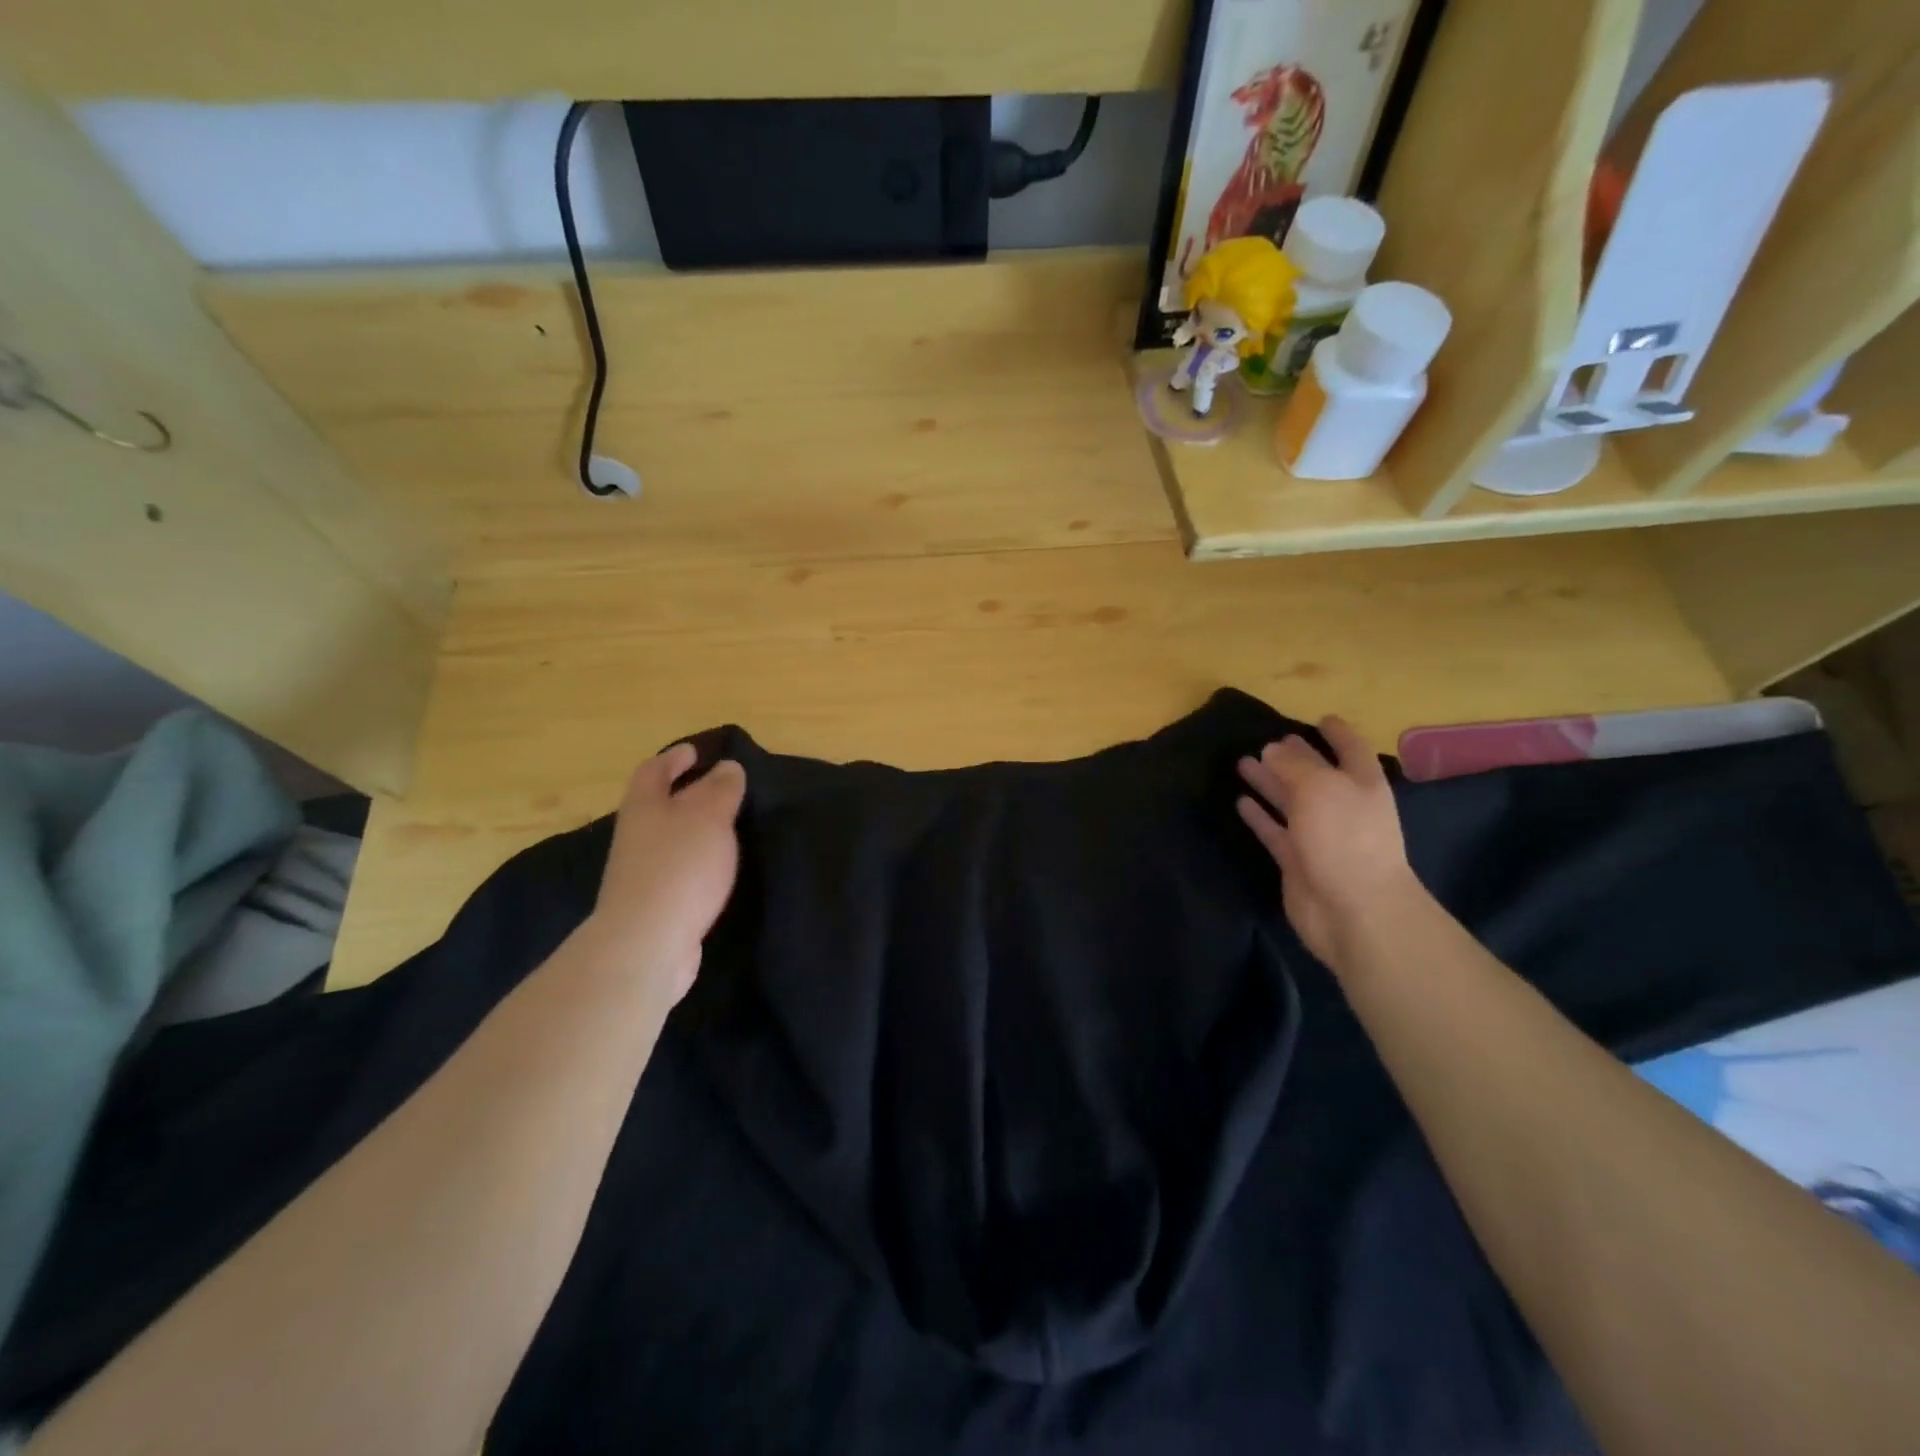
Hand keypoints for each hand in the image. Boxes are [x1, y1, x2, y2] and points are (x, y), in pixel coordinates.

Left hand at [587, 743, 745, 1004]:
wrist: (646, 943)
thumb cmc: (679, 868)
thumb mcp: (709, 817)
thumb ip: (720, 790)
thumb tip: (727, 767)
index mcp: (644, 806)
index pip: (654, 771)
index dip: (674, 758)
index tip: (695, 751)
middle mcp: (636, 835)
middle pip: (656, 804)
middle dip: (683, 793)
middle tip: (718, 787)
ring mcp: (640, 872)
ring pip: (667, 838)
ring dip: (691, 829)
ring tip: (725, 827)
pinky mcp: (653, 904)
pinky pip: (676, 870)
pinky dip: (695, 861)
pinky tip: (716, 869)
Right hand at [1237, 716, 1421, 973]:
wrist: (1353, 910)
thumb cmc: (1345, 838)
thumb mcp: (1321, 788)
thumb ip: (1294, 765)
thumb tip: (1273, 749)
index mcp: (1360, 784)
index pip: (1350, 749)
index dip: (1337, 733)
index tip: (1320, 718)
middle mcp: (1342, 806)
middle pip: (1315, 775)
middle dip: (1293, 758)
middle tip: (1266, 742)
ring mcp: (1319, 836)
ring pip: (1290, 801)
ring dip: (1269, 783)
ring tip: (1242, 763)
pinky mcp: (1297, 861)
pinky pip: (1275, 831)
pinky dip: (1260, 817)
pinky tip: (1241, 802)